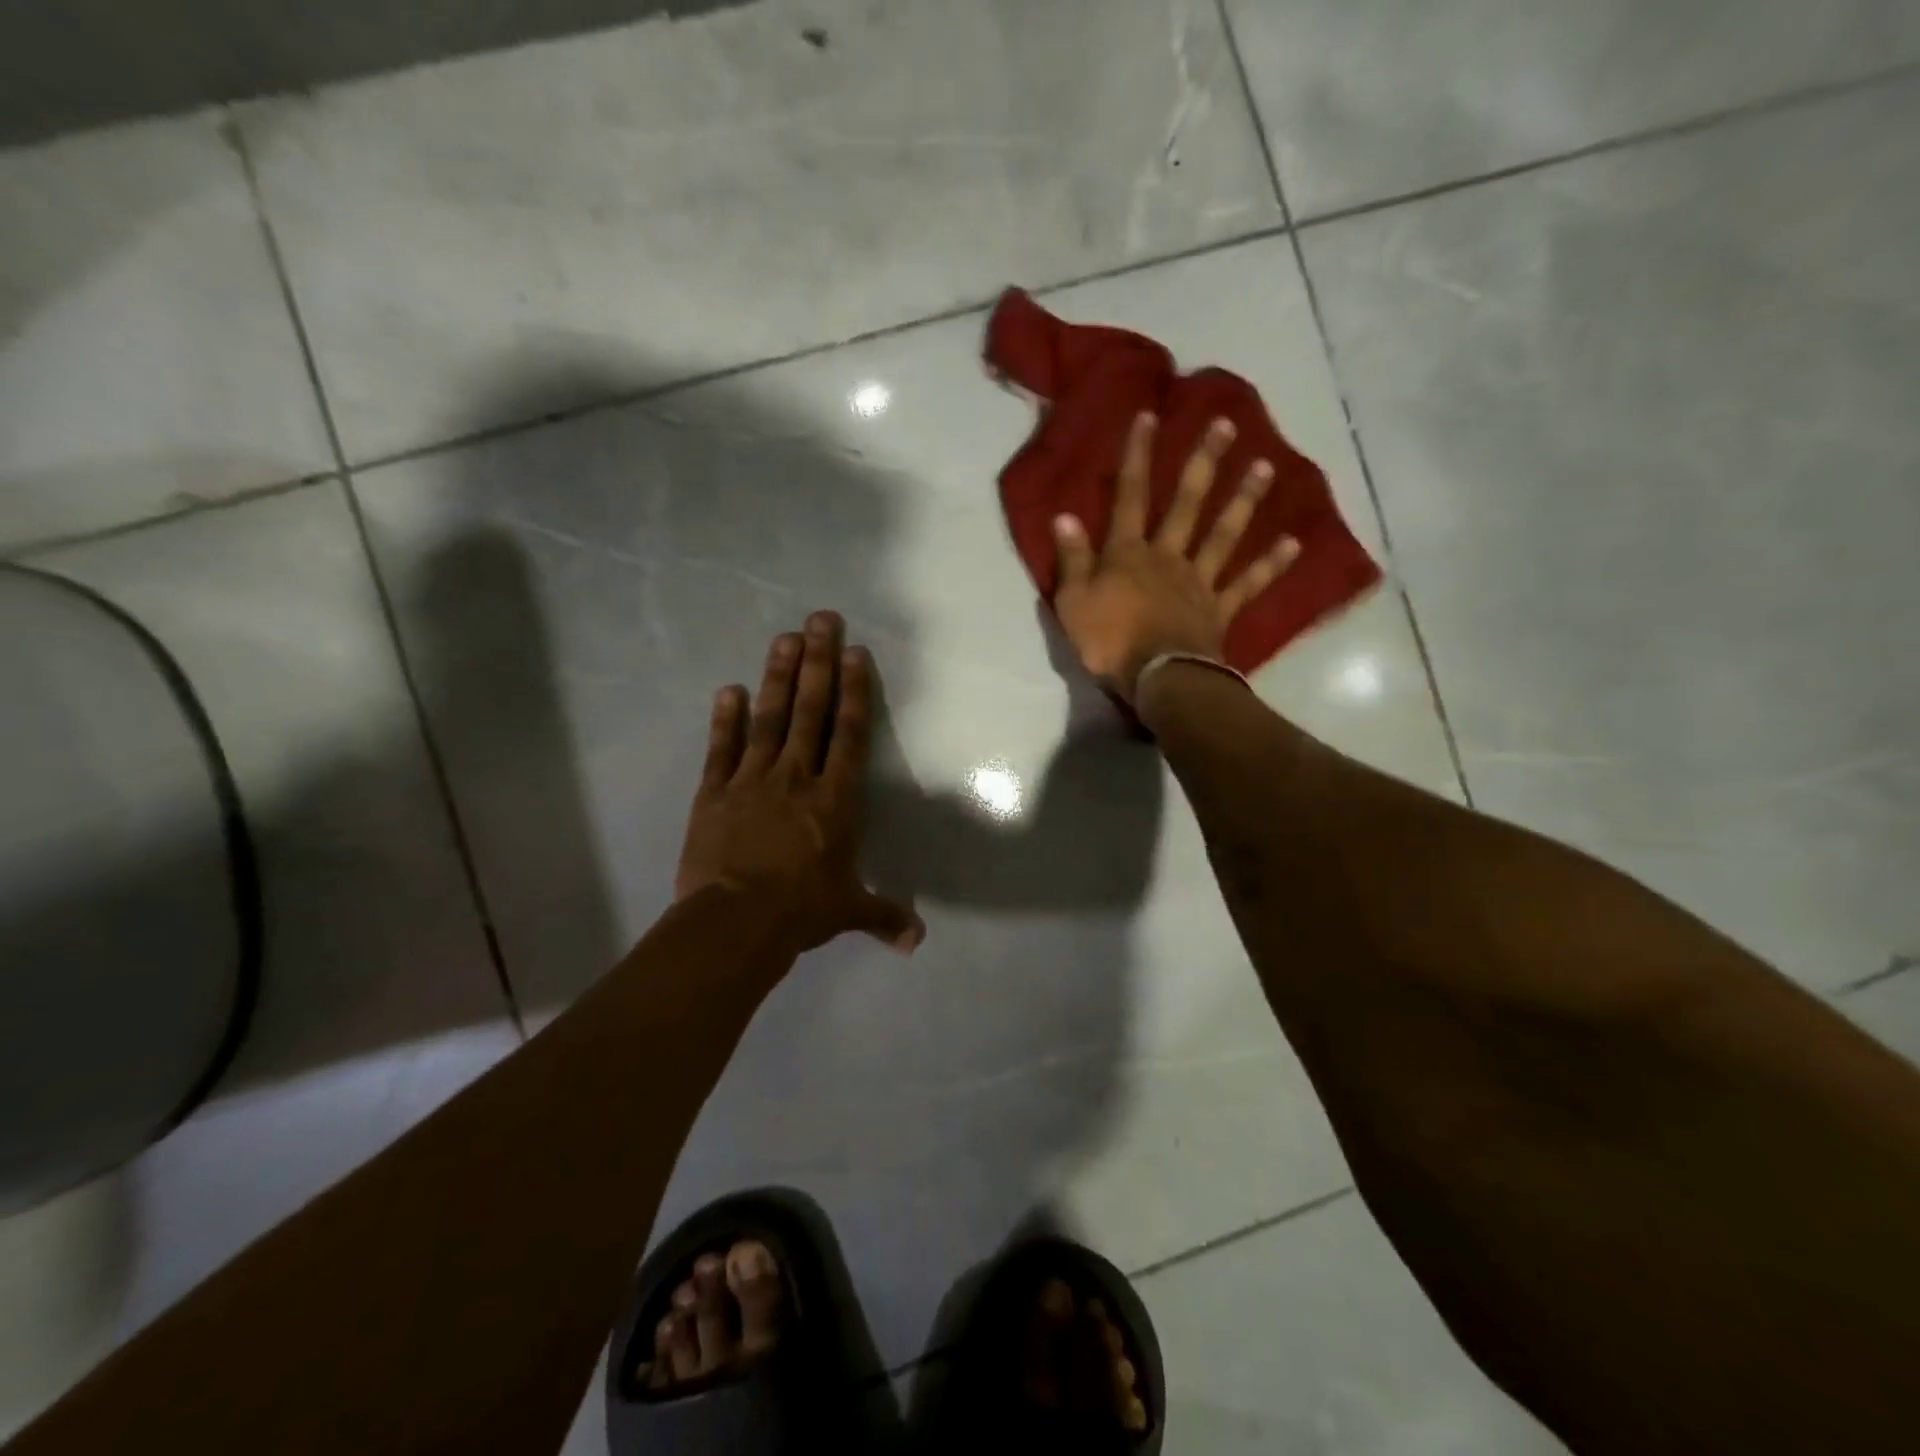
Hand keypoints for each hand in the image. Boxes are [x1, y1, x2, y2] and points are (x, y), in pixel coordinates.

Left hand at [677, 611, 923, 956]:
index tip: (854, 652)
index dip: (854, 691)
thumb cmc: (801, 912)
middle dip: (817, 663)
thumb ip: (884, 915)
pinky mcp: (714, 793)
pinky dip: (725, 719)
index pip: (850, 734)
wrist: (735, 923)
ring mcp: (752, 780)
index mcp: (835, 799)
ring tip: (784, 638)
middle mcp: (797, 777)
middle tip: (820, 619)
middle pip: (810, 711)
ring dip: (777, 677)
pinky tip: (728, 689)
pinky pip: (722, 749)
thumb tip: (917, 942)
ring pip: (768, 719)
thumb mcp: (847, 912)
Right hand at [1051, 412, 1298, 703]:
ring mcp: (1199, 582)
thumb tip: (1064, 516)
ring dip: (1244, 501)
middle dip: (1204, 463)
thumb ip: (1072, 559)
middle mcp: (1168, 557)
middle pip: (1188, 504)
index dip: (1138, 456)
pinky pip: (1248, 584)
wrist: (1158, 678)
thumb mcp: (1073, 602)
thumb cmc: (1108, 641)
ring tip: (1266, 466)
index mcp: (1129, 554)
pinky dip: (1271, 565)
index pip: (1130, 496)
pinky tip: (1293, 542)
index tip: (1150, 416)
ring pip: (1223, 535)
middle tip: (1227, 426)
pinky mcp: (1220, 610)